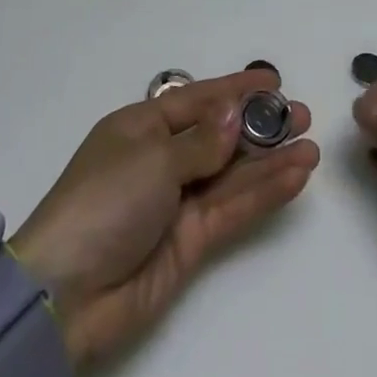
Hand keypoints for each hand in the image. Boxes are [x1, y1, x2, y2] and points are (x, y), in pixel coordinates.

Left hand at [9, 67, 318, 370]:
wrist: (67, 295)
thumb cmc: (103, 202)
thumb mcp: (151, 159)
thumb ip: (201, 142)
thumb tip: (233, 116)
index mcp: (141, 127)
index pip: (196, 100)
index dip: (234, 90)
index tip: (273, 81)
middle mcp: (161, 159)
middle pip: (219, 136)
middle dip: (260, 126)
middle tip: (303, 116)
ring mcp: (177, 202)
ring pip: (232, 174)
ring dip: (270, 161)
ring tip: (310, 148)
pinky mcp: (191, 242)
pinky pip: (232, 208)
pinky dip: (263, 193)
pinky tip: (294, 177)